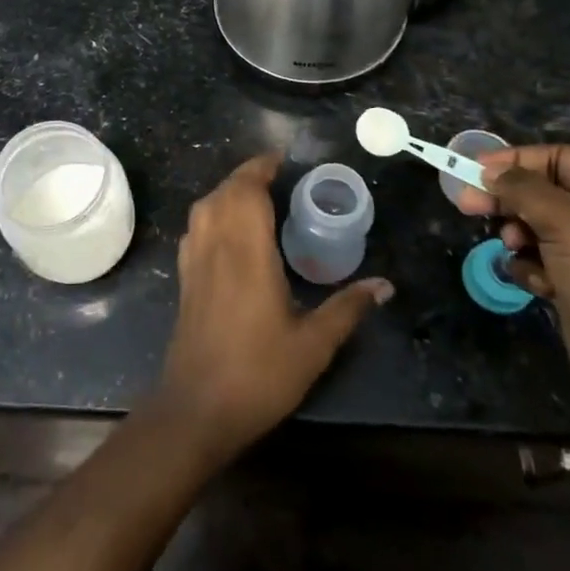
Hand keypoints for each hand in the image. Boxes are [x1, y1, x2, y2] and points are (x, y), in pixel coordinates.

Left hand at [156, 152, 391, 460]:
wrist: (197, 410)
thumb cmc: (258, 374)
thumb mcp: (313, 345)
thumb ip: (347, 308)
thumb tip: (385, 284)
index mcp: (246, 253)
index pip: (246, 191)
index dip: (261, 168)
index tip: (283, 160)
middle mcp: (215, 248)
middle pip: (223, 193)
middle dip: (246, 176)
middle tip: (277, 177)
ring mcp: (194, 264)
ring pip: (203, 208)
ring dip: (226, 192)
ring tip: (255, 197)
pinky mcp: (184, 281)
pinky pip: (195, 230)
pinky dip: (211, 215)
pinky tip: (228, 232)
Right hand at [456, 145, 569, 423]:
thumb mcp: (569, 225)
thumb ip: (525, 191)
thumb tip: (489, 170)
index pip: (558, 157)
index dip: (515, 160)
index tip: (474, 170)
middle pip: (542, 191)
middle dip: (507, 199)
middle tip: (466, 205)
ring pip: (537, 226)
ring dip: (518, 235)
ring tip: (513, 248)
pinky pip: (541, 260)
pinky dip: (530, 267)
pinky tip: (535, 283)